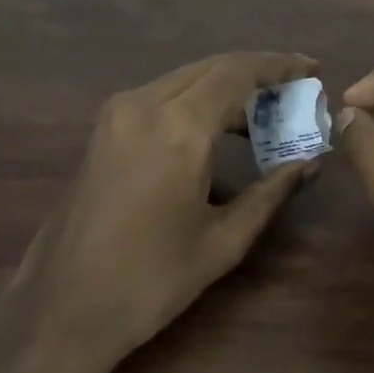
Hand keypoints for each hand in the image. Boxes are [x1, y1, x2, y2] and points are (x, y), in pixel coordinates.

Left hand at [14, 52, 319, 363]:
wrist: (63, 306)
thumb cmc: (151, 280)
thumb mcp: (223, 240)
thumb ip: (271, 191)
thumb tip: (310, 161)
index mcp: (179, 128)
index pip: (238, 73)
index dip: (278, 66)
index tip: (311, 67)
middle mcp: (145, 104)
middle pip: (211, 67)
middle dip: (255, 72)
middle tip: (293, 90)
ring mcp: (118, 112)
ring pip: (185, 78)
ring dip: (225, 85)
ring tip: (264, 113)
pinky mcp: (104, 127)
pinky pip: (161, 95)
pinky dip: (196, 99)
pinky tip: (218, 128)